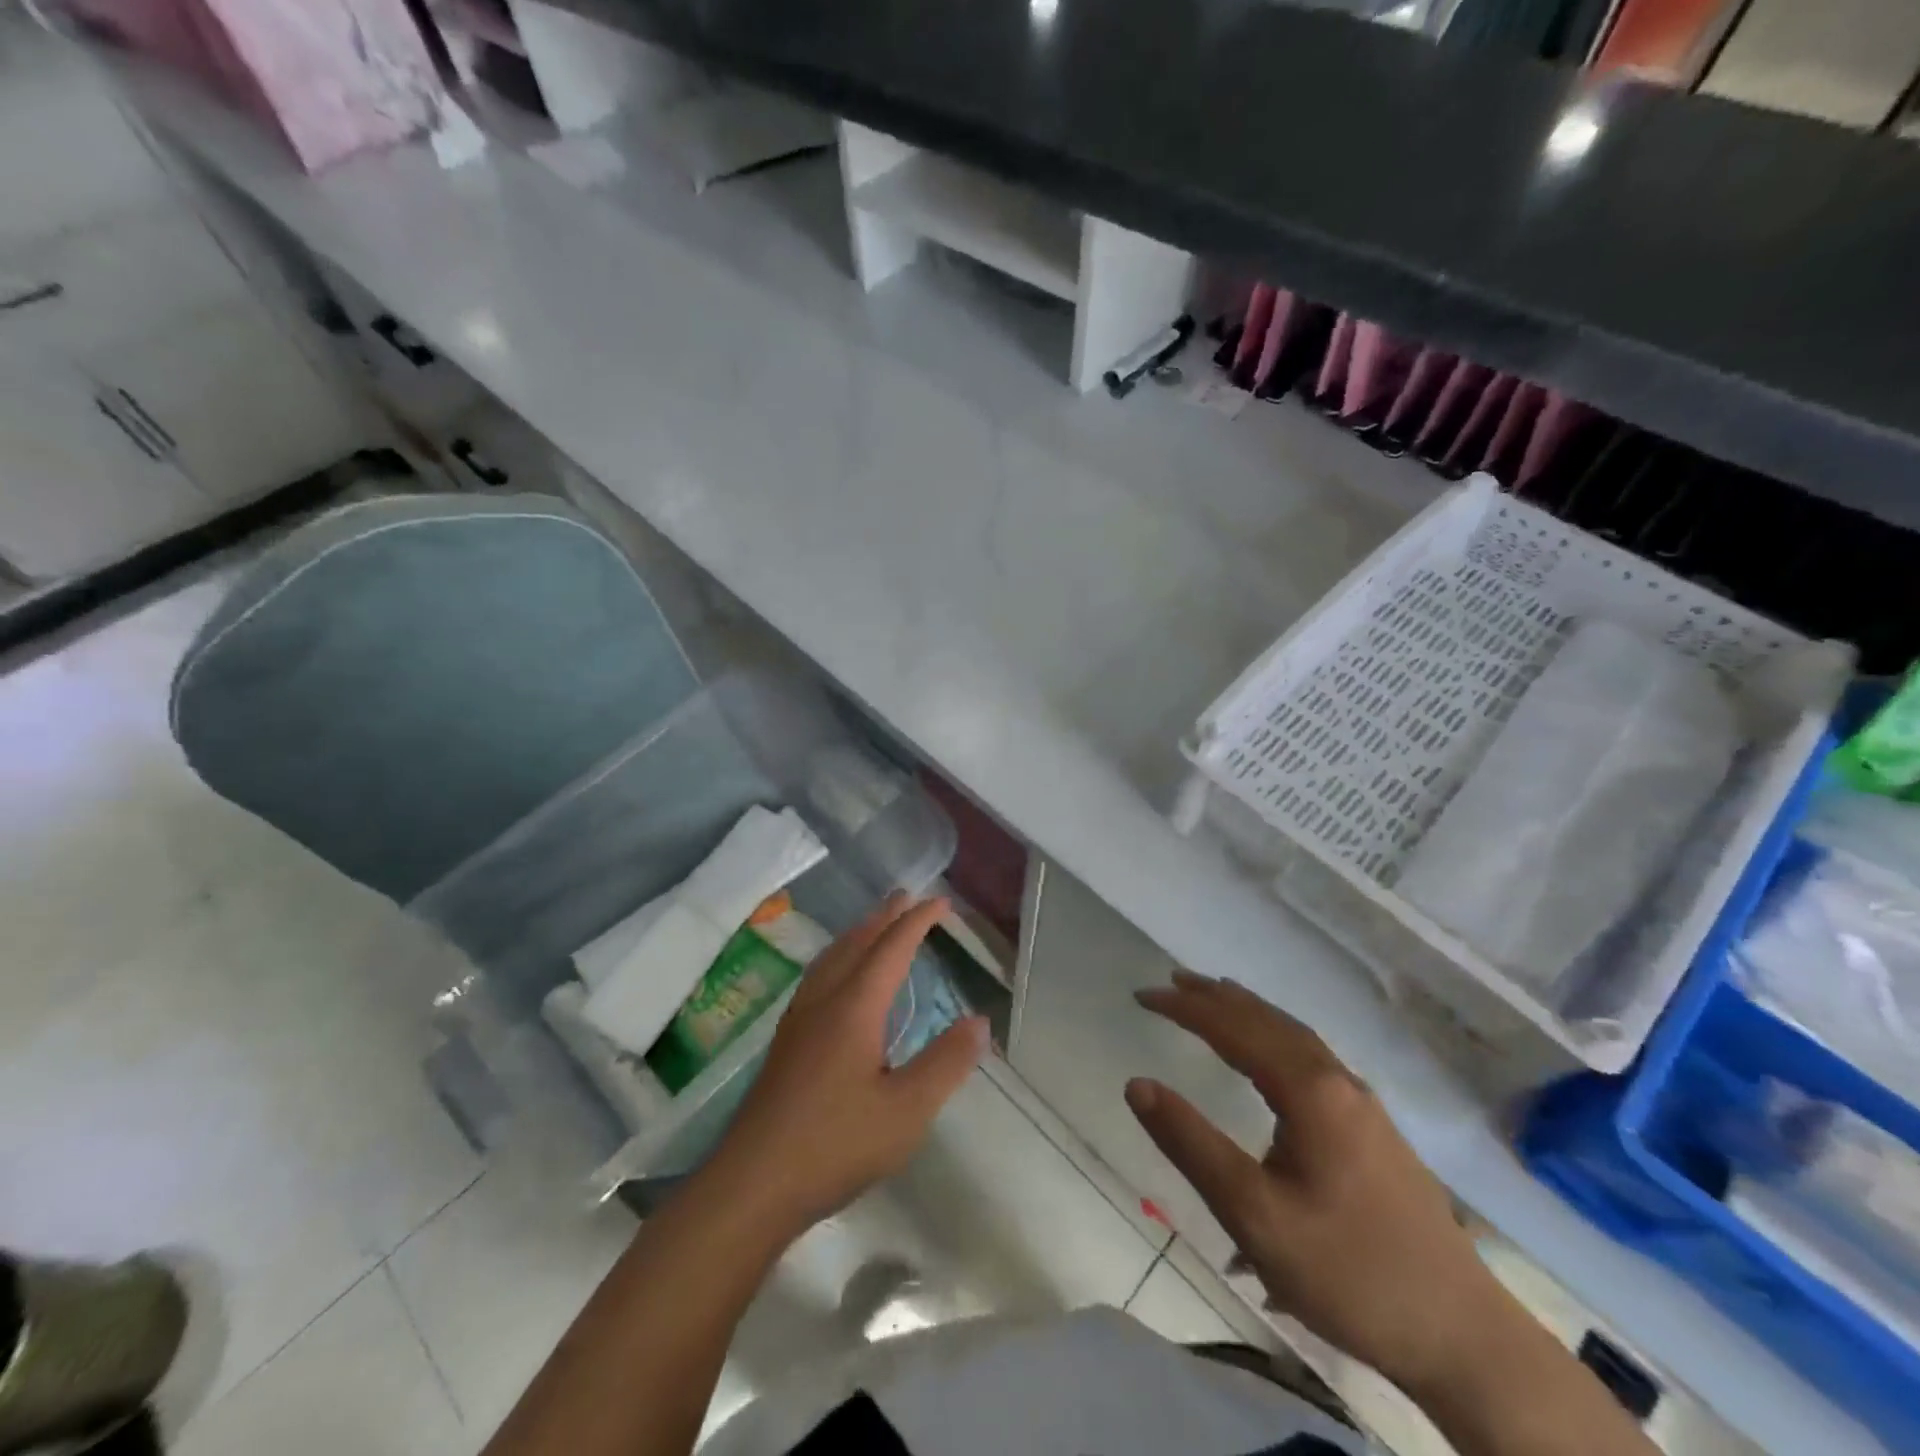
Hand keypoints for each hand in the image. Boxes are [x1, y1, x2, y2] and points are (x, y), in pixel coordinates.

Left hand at [704, 894, 989, 1240]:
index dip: (917, 922)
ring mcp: (799, 1020)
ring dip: (859, 934)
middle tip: (907, 897)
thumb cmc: (836, 1145)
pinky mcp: (786, 1042)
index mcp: (854, 1007)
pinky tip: (837, 978)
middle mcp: (824, 1001)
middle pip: (857, 943)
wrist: (753, 1184)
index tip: (941, 902)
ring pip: (832, 958)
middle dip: (885, 917)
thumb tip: (979, 1022)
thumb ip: (945, 1063)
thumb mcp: (906, 1111)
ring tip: (875, 924)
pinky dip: (839, 957)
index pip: (891, 949)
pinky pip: (818, 976)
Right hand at [1126, 971, 1501, 1395]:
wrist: (1464, 1336)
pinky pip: (1310, 1055)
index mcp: (1309, 1091)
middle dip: (1214, 998)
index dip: (1185, 1008)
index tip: (1142, 995)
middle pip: (1266, 1020)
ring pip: (1293, 1034)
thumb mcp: (1253, 1215)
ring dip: (1247, 1012)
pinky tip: (1269, 1053)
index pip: (1233, 1029)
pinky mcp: (1373, 1127)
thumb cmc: (1348, 1273)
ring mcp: (1362, 1102)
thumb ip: (1191, 1144)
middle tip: (1171, 982)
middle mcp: (1337, 1080)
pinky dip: (1274, 1034)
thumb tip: (1137, 1084)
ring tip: (1211, 999)